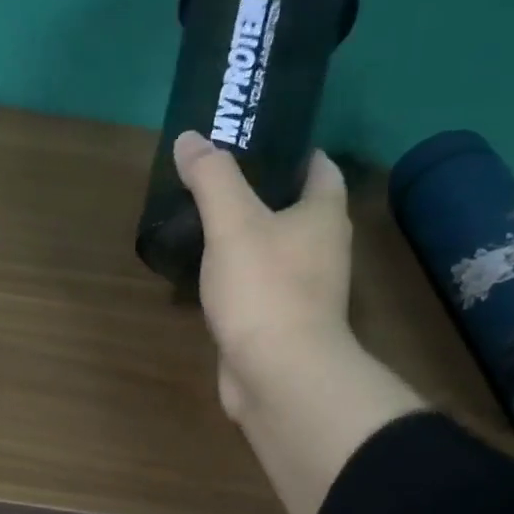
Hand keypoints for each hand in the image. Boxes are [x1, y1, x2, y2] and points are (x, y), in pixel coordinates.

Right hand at [176, 131, 354, 418]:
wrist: (278, 375)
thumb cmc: (265, 289)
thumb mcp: (233, 222)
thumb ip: (212, 178)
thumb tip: (190, 138)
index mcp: (323, 216)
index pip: (319, 168)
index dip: (293, 150)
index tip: (255, 140)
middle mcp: (322, 250)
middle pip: (295, 210)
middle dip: (261, 194)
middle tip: (215, 180)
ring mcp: (302, 292)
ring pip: (273, 252)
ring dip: (245, 239)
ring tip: (202, 223)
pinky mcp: (277, 324)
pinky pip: (256, 289)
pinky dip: (234, 278)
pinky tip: (203, 275)